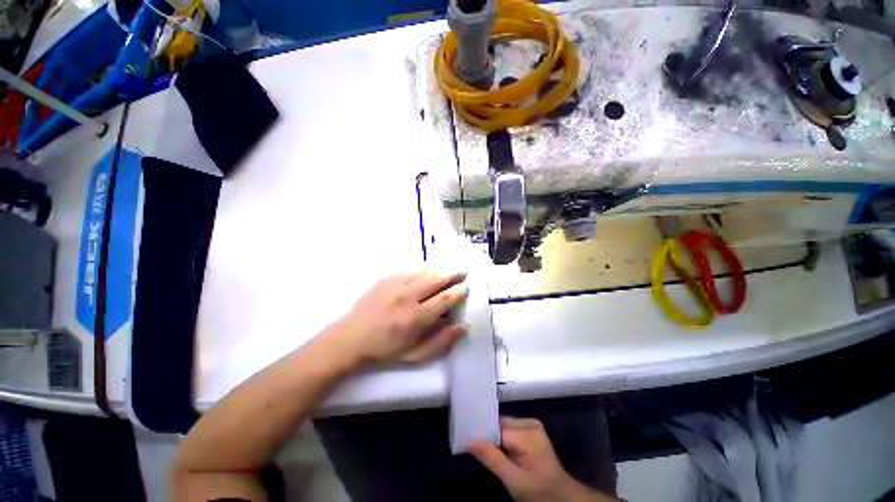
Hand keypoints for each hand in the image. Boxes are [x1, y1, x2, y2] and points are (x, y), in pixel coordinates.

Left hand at [329, 270, 468, 367]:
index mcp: (415, 317)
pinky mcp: (386, 278)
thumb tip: (463, 326)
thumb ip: (441, 341)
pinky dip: (423, 269)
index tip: (466, 288)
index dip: (458, 292)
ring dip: (439, 270)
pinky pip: (411, 269)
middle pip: (437, 279)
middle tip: (462, 273)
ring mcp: (395, 284)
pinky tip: (428, 271)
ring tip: (448, 271)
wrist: (351, 338)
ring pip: (425, 271)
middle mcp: (407, 296)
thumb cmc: (385, 349)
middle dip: (453, 275)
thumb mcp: (415, 355)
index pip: (445, 299)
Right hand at [470, 418, 613, 501]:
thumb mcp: (514, 481)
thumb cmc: (539, 491)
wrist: (562, 496)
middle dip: (489, 436)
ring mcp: (533, 425)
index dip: (482, 435)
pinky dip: (503, 438)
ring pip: (504, 426)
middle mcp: (530, 423)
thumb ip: (492, 459)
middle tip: (474, 447)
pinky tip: (499, 449)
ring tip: (485, 449)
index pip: (497, 428)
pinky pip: (511, 428)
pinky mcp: (533, 429)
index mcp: (528, 433)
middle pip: (500, 425)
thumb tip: (469, 440)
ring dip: (496, 438)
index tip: (467, 440)